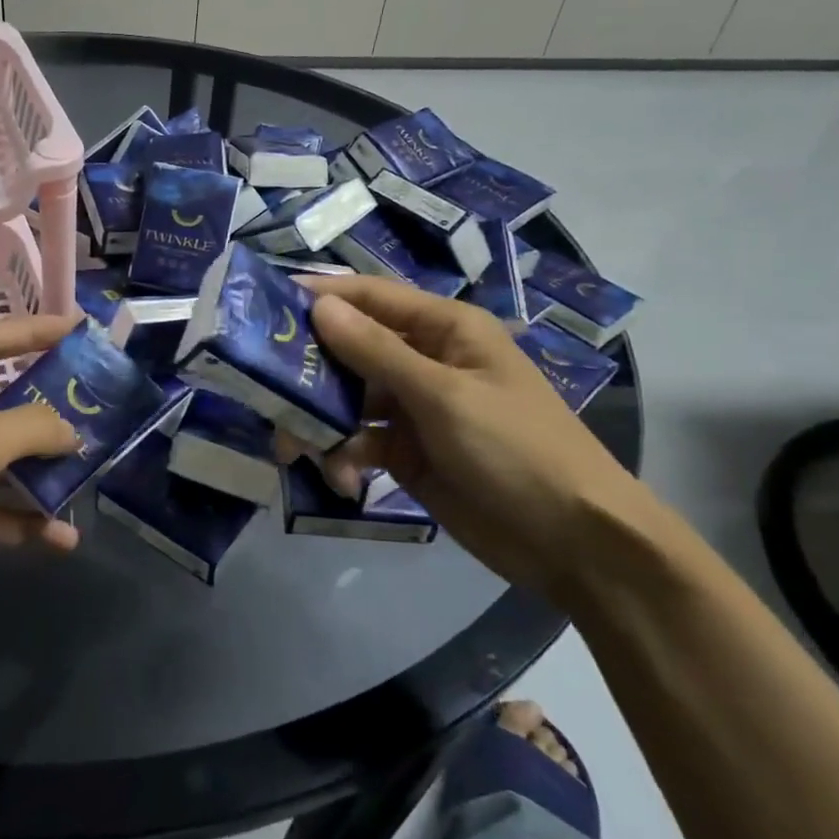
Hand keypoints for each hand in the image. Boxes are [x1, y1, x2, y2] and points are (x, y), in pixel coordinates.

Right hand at [295, 277, 679, 602]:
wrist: (574, 543)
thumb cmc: (516, 449)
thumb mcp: (444, 396)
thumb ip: (376, 352)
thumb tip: (319, 306)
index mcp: (444, 329)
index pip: (370, 297)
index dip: (321, 296)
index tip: (265, 303)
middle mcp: (425, 360)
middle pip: (350, 350)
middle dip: (310, 371)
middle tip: (265, 390)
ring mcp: (415, 408)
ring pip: (347, 399)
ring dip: (321, 422)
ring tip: (296, 450)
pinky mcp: (408, 452)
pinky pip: (359, 441)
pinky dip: (344, 457)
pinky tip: (344, 480)